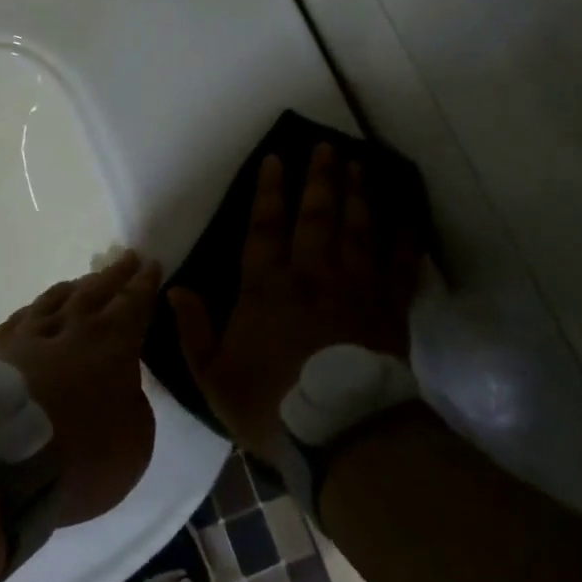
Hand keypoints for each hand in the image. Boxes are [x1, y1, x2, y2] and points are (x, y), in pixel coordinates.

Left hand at [0, 251, 158, 525]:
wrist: (5, 459)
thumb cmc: (83, 453)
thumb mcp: (136, 441)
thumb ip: (136, 405)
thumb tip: (126, 387)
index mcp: (113, 341)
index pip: (134, 302)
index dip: (145, 283)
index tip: (151, 263)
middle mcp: (74, 326)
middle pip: (97, 289)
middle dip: (116, 274)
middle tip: (128, 258)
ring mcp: (32, 334)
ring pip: (57, 297)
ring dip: (77, 285)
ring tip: (86, 281)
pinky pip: (22, 317)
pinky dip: (36, 310)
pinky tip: (36, 311)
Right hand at [172, 145, 419, 457]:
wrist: (343, 434)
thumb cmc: (271, 404)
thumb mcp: (214, 376)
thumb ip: (194, 330)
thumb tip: (174, 290)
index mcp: (266, 287)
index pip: (265, 227)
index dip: (269, 191)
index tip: (276, 159)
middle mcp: (311, 274)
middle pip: (316, 216)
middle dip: (320, 179)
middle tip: (327, 146)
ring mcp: (354, 286)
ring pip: (357, 228)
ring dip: (357, 193)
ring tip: (359, 164)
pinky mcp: (389, 305)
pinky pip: (400, 261)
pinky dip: (405, 234)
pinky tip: (407, 212)